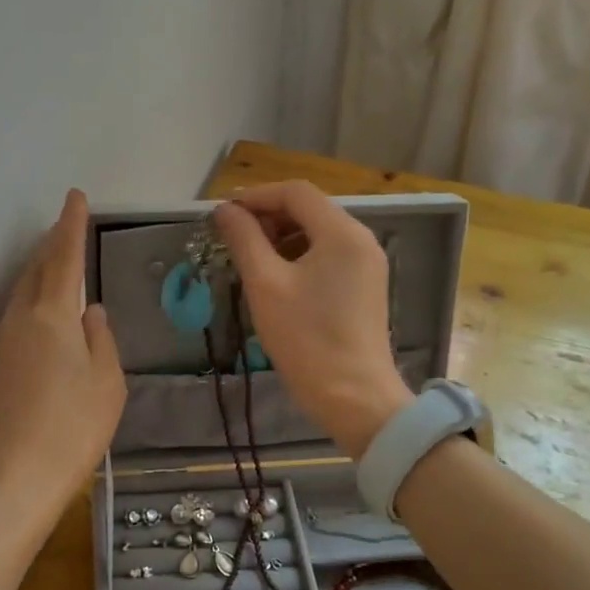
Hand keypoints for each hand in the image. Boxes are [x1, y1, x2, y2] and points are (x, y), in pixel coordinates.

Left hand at [0, 190, 125, 541]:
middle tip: (66, 224)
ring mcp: (3, 342)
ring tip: (57, 258)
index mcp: (52, 315)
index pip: (64, 257)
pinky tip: (45, 307)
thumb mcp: (106, 381)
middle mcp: (21, 319)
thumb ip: (100, 339)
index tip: (75, 197)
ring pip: (23, 291)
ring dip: (40, 269)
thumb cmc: (73, 426)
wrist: (17, 477)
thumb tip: (90, 312)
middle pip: (37, 269)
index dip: (71, 225)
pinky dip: (33, 296)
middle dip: (52, 243)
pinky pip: (17, 314)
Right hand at [213, 182, 411, 458]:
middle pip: (309, 209)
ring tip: (249, 258)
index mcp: (342, 232)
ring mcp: (366, 263)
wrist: (354, 397)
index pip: (295, 192)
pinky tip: (275, 278)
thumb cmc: (306, 338)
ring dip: (281, 236)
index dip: (256, 196)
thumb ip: (244, 239)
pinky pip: (328, 255)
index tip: (223, 214)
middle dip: (268, 216)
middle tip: (232, 237)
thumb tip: (225, 210)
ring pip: (317, 232)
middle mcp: (361, 239)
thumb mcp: (266, 284)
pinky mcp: (364, 286)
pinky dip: (298, 255)